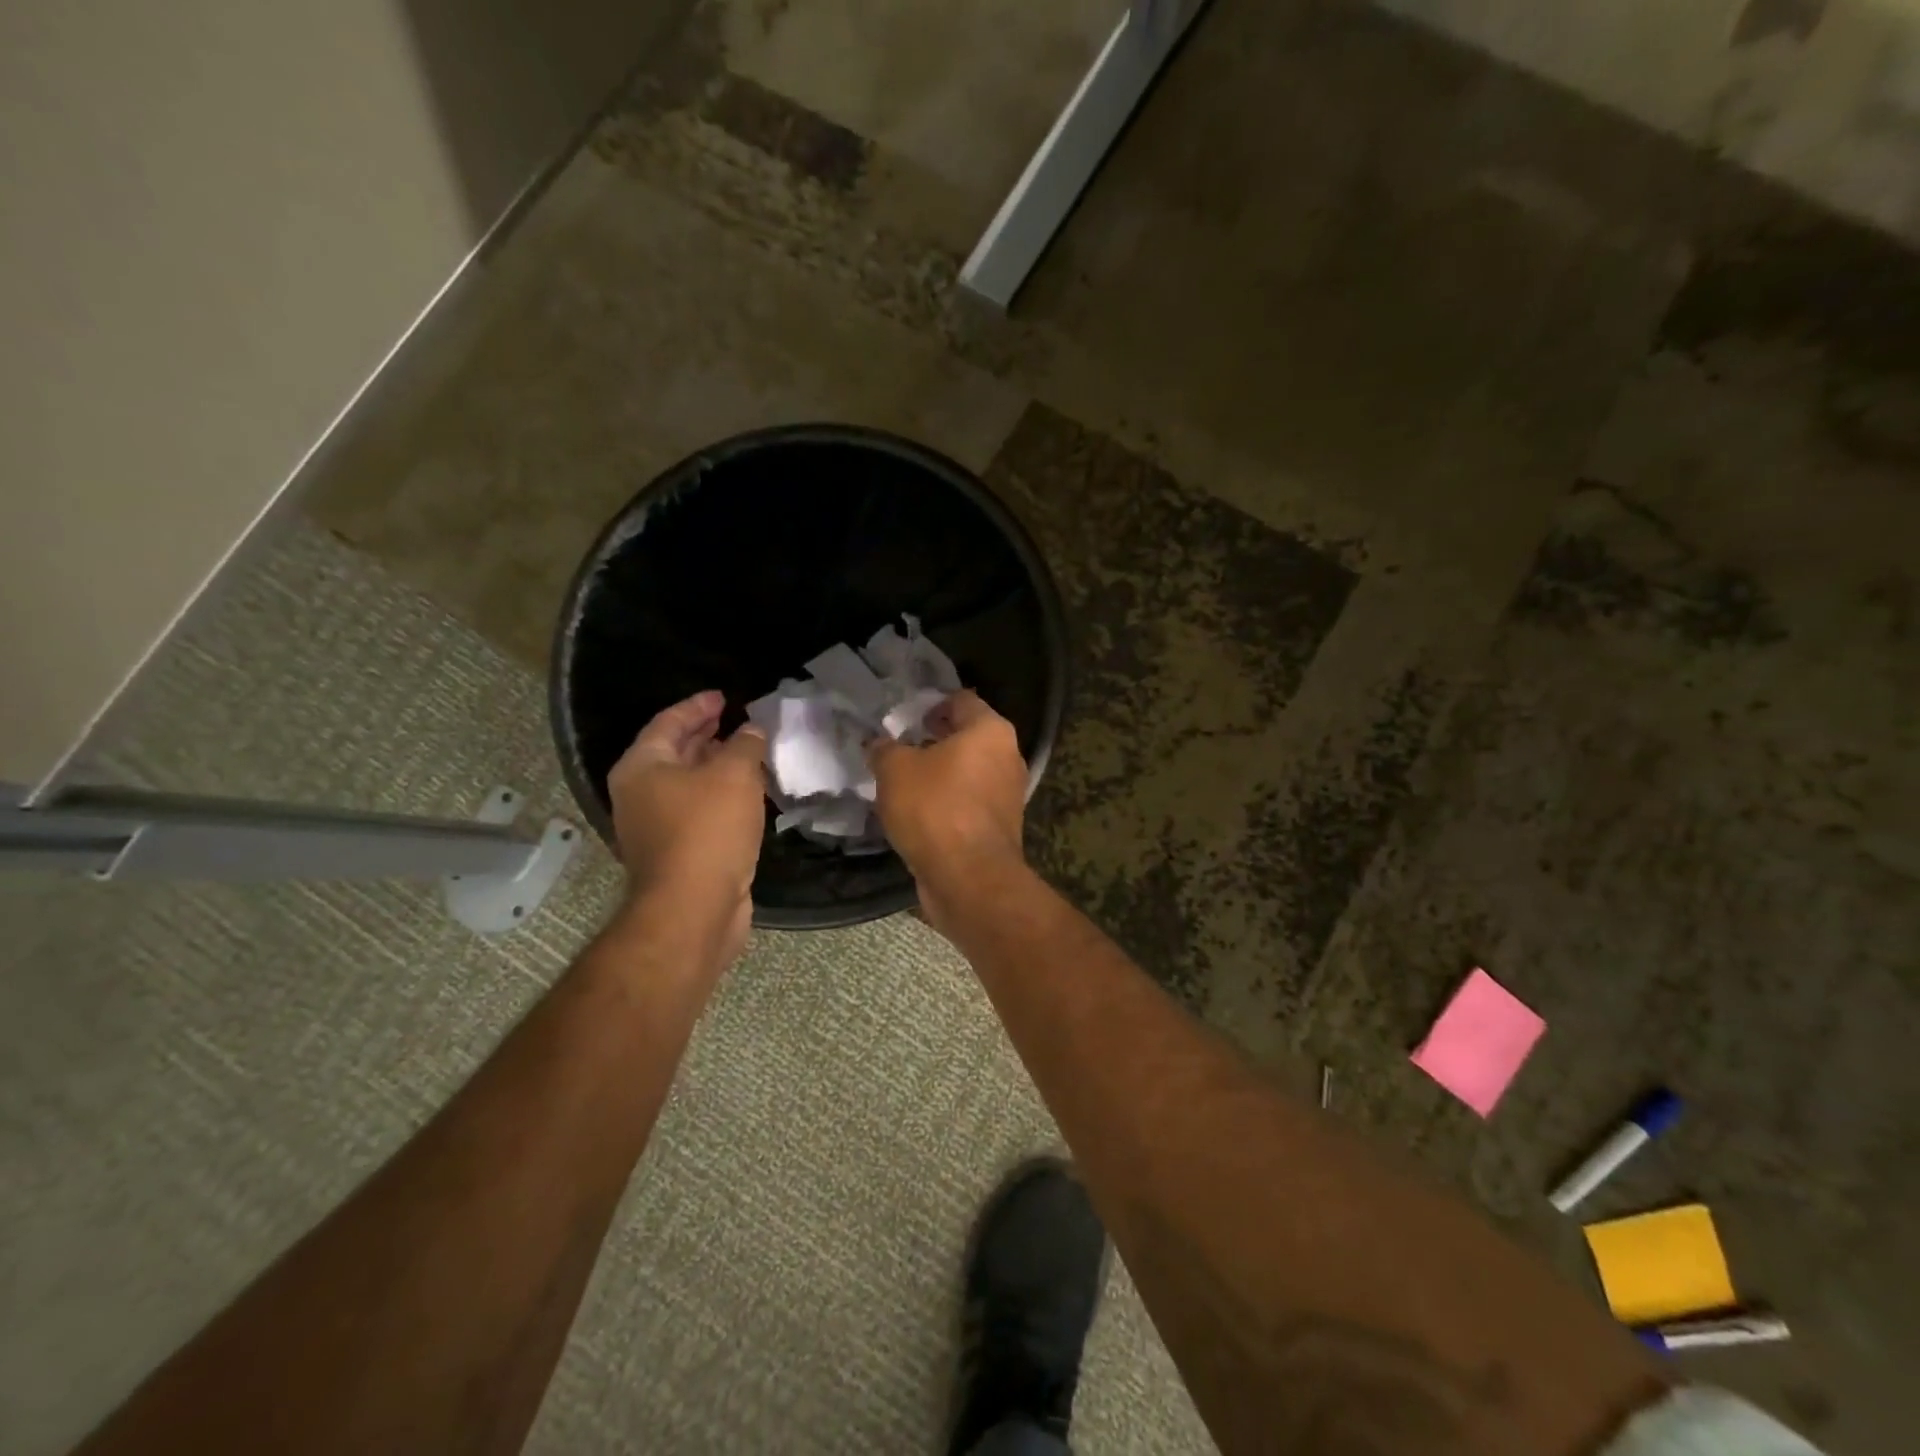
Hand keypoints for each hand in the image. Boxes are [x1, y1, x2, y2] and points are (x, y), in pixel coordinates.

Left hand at [607, 690, 767, 965]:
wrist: (694, 909)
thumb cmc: (707, 830)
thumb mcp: (733, 775)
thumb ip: (745, 745)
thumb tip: (751, 731)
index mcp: (642, 768)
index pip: (668, 722)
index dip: (697, 706)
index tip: (723, 697)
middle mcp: (641, 794)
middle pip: (675, 753)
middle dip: (706, 736)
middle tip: (736, 721)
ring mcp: (656, 827)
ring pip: (689, 785)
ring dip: (717, 768)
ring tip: (749, 754)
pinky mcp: (677, 853)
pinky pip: (700, 812)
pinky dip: (722, 797)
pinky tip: (749, 796)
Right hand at [867, 690, 1027, 930]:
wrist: (968, 879)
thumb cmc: (935, 809)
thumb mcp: (894, 769)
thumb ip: (884, 748)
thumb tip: (880, 744)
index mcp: (990, 730)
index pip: (959, 700)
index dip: (928, 704)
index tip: (902, 717)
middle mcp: (1008, 756)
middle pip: (966, 736)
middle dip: (932, 740)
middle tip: (898, 748)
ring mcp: (1008, 793)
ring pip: (968, 771)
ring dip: (939, 773)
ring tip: (903, 782)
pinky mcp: (1000, 826)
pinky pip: (969, 802)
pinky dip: (948, 802)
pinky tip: (918, 812)